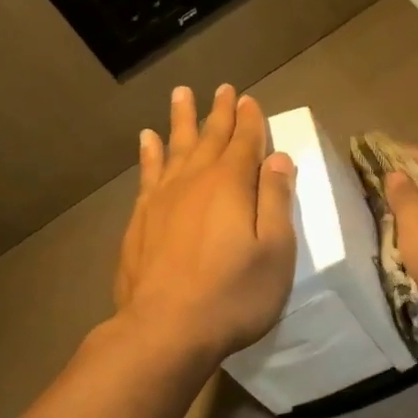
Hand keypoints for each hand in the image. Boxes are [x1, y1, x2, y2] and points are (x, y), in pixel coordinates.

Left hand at [114, 84, 296, 364]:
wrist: (166, 329)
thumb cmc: (233, 295)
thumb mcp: (274, 251)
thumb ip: (275, 201)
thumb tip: (277, 159)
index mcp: (231, 185)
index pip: (244, 142)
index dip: (249, 120)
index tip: (248, 99)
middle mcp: (194, 182)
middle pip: (208, 138)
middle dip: (218, 113)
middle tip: (221, 88)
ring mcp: (161, 200)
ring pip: (173, 148)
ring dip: (180, 121)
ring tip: (180, 95)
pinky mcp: (140, 221)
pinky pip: (147, 174)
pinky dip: (149, 154)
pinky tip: (147, 141)